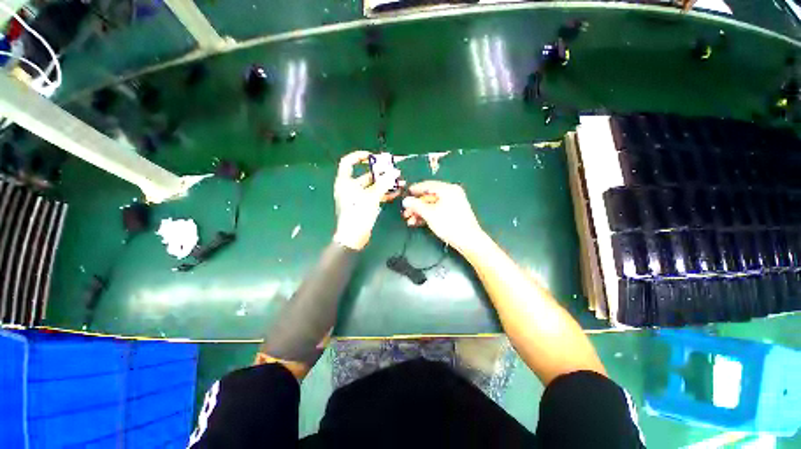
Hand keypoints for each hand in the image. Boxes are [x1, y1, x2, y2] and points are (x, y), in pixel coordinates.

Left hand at [333, 151, 398, 249]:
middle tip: (393, 170)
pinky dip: (384, 194)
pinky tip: (396, 192)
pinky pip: (374, 196)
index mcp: (345, 182)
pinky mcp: (363, 206)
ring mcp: (357, 198)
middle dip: (380, 173)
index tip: (372, 156)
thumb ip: (384, 183)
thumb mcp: (372, 197)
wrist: (354, 237)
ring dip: (385, 184)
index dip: (359, 156)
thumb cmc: (358, 213)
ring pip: (372, 187)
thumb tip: (395, 172)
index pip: (348, 162)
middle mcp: (350, 188)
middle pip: (365, 175)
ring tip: (399, 181)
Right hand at [401, 181, 485, 253]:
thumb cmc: (449, 224)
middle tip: (405, 213)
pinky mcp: (453, 213)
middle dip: (416, 206)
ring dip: (420, 212)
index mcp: (448, 189)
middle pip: (429, 197)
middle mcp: (451, 193)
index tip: (405, 194)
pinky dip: (427, 215)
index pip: (428, 185)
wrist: (468, 240)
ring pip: (432, 205)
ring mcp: (453, 203)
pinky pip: (437, 210)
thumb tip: (405, 200)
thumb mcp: (429, 214)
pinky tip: (418, 222)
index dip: (415, 189)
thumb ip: (416, 205)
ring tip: (409, 221)